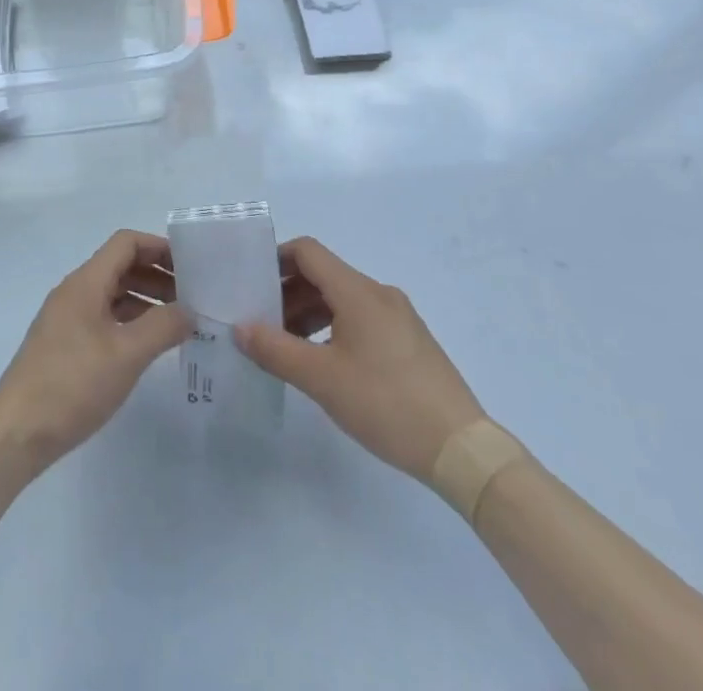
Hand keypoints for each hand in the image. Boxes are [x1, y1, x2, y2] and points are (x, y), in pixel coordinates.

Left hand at [0, 230, 190, 475]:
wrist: (17, 431)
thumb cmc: (73, 384)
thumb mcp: (126, 355)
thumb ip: (163, 327)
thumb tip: (190, 310)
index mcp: (86, 282)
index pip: (126, 243)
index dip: (159, 247)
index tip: (191, 265)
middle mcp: (75, 291)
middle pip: (121, 266)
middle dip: (157, 275)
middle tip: (192, 296)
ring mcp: (67, 318)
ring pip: (113, 293)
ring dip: (146, 299)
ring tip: (178, 322)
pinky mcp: (65, 344)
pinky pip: (104, 317)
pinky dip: (130, 321)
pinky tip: (148, 345)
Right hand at [238, 236, 484, 483]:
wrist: (462, 449)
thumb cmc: (386, 403)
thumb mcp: (321, 379)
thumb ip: (275, 349)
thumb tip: (240, 327)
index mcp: (358, 291)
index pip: (308, 252)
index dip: (276, 259)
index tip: (251, 282)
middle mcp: (379, 294)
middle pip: (324, 275)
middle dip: (288, 293)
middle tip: (261, 322)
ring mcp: (399, 318)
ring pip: (343, 299)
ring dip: (310, 313)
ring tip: (288, 346)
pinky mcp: (410, 342)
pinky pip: (362, 319)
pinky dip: (334, 327)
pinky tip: (325, 362)